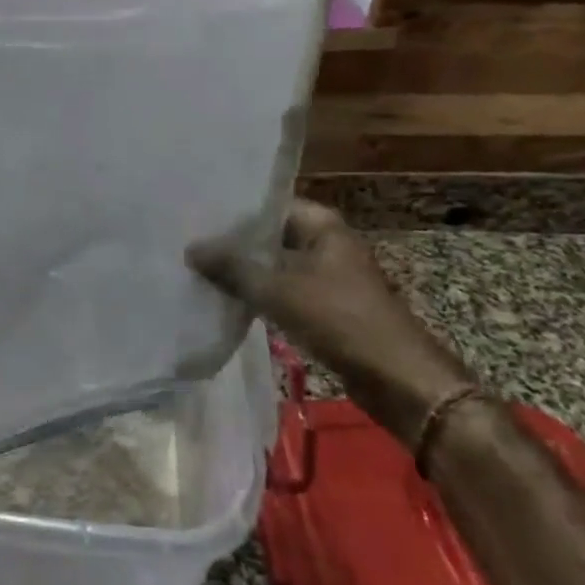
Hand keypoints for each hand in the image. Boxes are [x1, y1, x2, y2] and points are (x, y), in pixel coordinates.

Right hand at [188, 200, 475, 447]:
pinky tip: (224, 298)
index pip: (268, 205)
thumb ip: (233, 268)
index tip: (195, 214)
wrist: (397, 379)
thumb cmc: (340, 320)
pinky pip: (282, 290)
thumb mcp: (279, 290)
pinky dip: (258, 293)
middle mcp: (325, 242)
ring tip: (197, 268)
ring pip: (274, 265)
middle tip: (187, 241)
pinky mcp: (324, 306)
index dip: (232, 211)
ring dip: (243, 270)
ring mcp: (326, 275)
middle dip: (233, 243)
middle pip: (269, 235)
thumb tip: (191, 249)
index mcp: (322, 225)